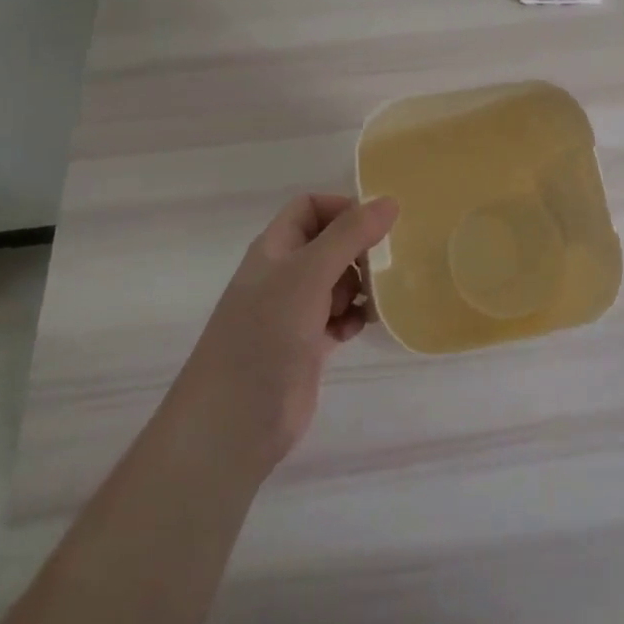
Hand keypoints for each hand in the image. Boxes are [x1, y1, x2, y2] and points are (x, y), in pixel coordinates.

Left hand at [179, 193, 398, 475]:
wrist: (233, 423)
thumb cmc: (265, 335)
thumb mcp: (308, 275)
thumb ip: (349, 235)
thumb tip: (390, 201)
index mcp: (275, 249)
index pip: (311, 208)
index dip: (343, 208)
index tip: (378, 226)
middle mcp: (284, 275)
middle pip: (330, 243)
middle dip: (360, 250)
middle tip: (386, 264)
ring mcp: (295, 312)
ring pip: (338, 281)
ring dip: (361, 285)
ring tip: (374, 299)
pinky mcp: (308, 345)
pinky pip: (340, 317)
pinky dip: (353, 317)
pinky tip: (359, 328)